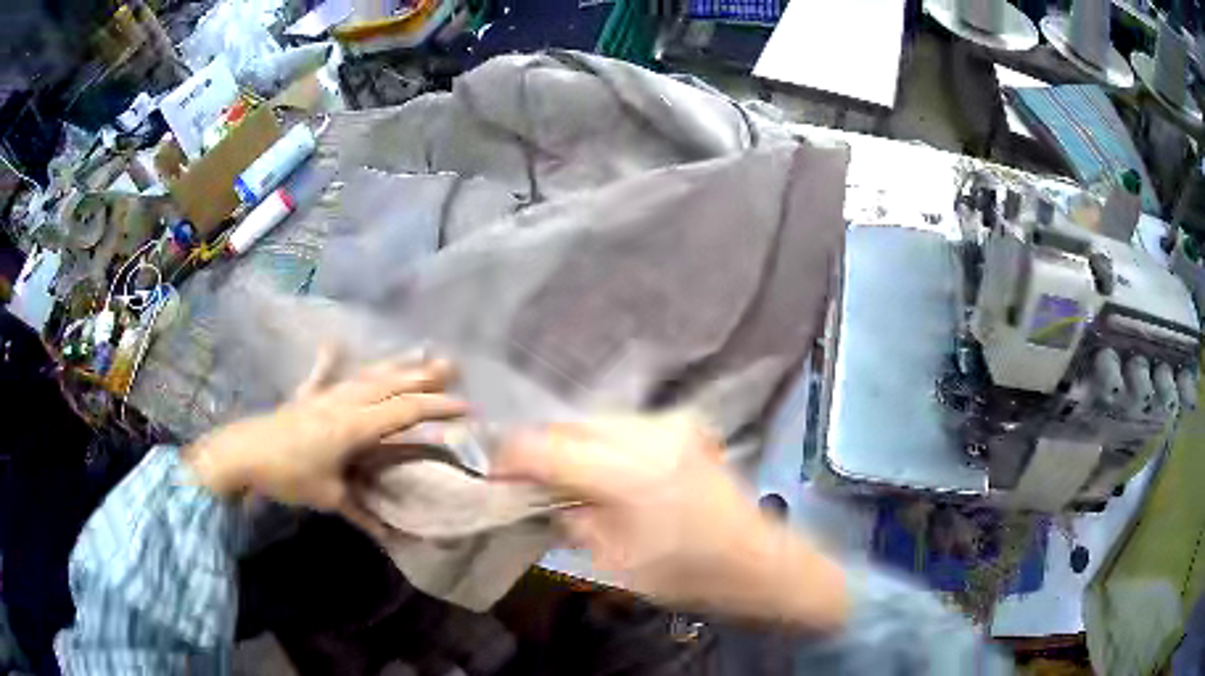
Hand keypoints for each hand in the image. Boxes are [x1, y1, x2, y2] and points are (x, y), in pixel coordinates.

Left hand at [186, 349, 466, 530]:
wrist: (242, 455)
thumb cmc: (288, 476)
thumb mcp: (329, 498)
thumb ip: (362, 513)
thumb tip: (393, 539)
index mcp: (354, 425)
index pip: (403, 411)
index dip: (436, 407)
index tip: (466, 407)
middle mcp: (344, 402)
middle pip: (390, 385)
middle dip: (423, 377)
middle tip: (453, 367)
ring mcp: (324, 395)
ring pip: (366, 375)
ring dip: (394, 365)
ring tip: (418, 353)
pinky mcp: (305, 398)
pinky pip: (321, 375)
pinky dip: (329, 360)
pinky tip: (334, 342)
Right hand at [493, 415, 848, 629]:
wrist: (760, 562)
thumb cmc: (690, 575)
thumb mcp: (618, 564)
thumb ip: (573, 521)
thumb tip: (541, 498)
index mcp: (630, 475)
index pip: (548, 448)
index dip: (511, 458)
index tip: (493, 475)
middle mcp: (649, 435)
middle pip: (569, 426)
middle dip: (539, 449)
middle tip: (523, 479)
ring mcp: (671, 426)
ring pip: (595, 420)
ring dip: (569, 445)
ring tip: (558, 476)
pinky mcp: (684, 428)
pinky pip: (623, 425)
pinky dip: (599, 443)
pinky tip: (597, 469)